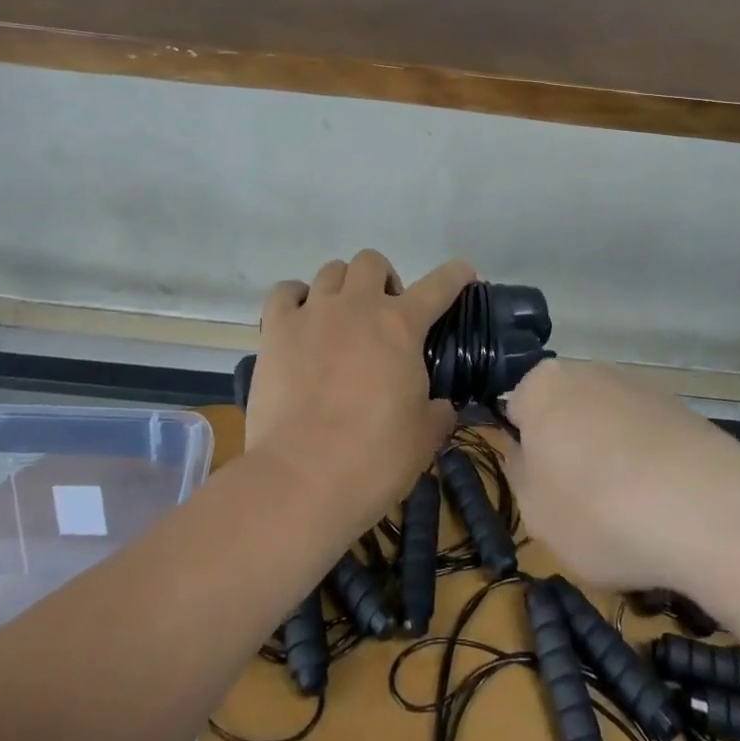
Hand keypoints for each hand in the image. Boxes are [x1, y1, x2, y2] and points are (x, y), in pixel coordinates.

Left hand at [244, 250, 470, 534]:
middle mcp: (358, 305)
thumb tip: (440, 406)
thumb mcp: (424, 439)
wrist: (301, 479)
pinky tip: (299, 320)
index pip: (439, 285)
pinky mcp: (277, 329)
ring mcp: (314, 312)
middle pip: (372, 261)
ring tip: (340, 319)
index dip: (455, 275)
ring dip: (342, 287)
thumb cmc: (373, 460)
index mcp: (401, 326)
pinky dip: (295, 298)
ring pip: (330, 270)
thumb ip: (437, 412)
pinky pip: (285, 292)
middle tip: (383, 315)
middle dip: (382, 280)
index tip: (463, 274)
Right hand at [501, 359, 739, 593]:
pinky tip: (663, 508)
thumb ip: (519, 473)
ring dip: (609, 460)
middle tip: (579, 506)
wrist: (709, 510)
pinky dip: (648, 467)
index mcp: (542, 385)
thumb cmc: (599, 510)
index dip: (525, 452)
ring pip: (607, 426)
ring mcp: (638, 386)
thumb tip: (524, 450)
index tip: (540, 490)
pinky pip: (648, 439)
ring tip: (628, 516)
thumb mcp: (534, 511)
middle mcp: (587, 371)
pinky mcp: (680, 409)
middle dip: (568, 451)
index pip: (516, 408)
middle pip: (565, 412)